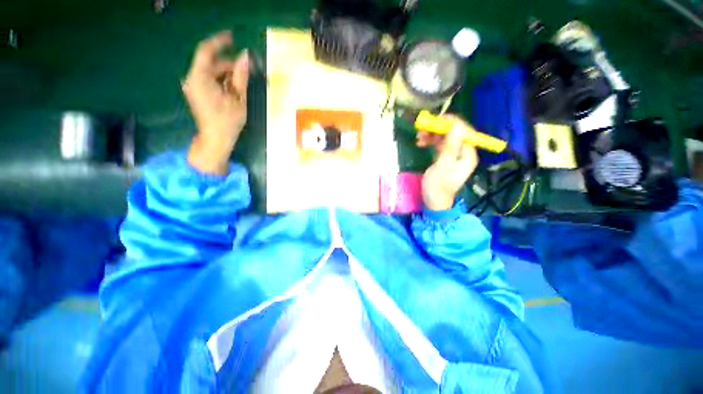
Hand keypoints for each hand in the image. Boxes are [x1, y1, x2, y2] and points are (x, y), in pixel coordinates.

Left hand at [184, 31, 249, 173]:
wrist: (215, 139)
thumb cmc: (228, 121)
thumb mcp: (239, 99)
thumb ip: (241, 76)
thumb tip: (246, 56)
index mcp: (200, 78)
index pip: (207, 50)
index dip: (220, 41)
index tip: (233, 37)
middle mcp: (192, 78)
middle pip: (211, 63)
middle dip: (229, 64)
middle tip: (248, 70)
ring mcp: (193, 85)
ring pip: (211, 71)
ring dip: (227, 74)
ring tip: (242, 84)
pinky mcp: (196, 92)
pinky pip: (209, 79)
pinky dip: (222, 81)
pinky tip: (233, 90)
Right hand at [417, 115, 478, 210]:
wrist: (434, 201)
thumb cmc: (438, 186)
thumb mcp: (443, 166)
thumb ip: (450, 146)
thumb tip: (456, 126)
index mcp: (468, 153)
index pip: (463, 130)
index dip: (450, 122)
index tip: (434, 120)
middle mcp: (464, 151)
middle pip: (454, 132)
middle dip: (438, 129)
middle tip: (422, 129)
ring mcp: (455, 154)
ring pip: (445, 137)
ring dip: (432, 135)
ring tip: (419, 137)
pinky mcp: (446, 157)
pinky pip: (440, 144)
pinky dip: (430, 142)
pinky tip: (421, 143)